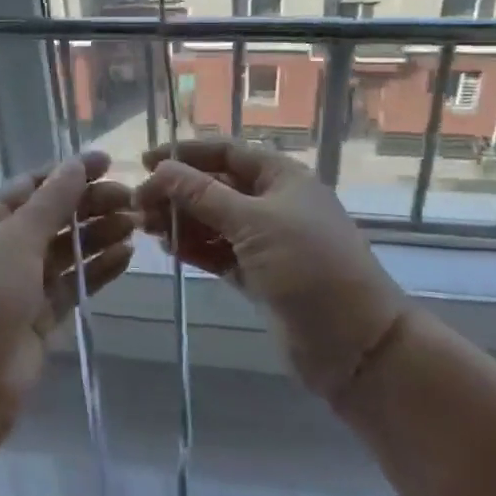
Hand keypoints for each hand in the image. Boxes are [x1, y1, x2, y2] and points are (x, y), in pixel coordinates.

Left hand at [0, 151, 134, 415]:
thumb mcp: (15, 238)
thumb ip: (51, 202)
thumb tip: (76, 163)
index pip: (32, 186)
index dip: (68, 173)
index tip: (108, 163)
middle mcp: (3, 248)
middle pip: (53, 217)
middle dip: (90, 205)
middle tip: (132, 199)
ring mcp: (22, 284)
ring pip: (67, 251)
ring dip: (99, 236)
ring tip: (136, 225)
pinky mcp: (40, 317)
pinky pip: (73, 284)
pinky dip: (98, 270)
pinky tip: (127, 256)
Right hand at [136, 138, 407, 404]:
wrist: (356, 344)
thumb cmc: (309, 267)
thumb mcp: (253, 222)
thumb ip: (202, 194)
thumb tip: (161, 169)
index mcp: (281, 177)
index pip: (225, 152)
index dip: (185, 154)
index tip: (144, 163)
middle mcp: (273, 203)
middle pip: (215, 186)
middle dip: (178, 191)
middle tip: (138, 205)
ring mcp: (266, 241)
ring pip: (214, 220)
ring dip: (181, 220)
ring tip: (146, 227)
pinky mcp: (259, 275)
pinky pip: (219, 251)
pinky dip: (195, 247)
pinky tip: (168, 248)